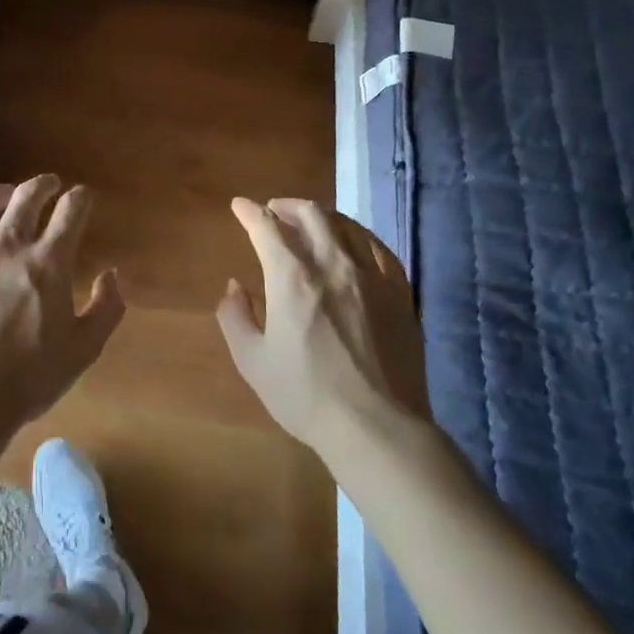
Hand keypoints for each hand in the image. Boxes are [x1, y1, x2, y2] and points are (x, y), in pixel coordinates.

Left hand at [0, 175, 124, 453]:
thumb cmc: (27, 379)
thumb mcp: (83, 350)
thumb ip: (106, 308)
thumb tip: (111, 274)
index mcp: (48, 261)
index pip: (71, 209)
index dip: (81, 198)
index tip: (83, 199)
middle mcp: (8, 244)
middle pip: (28, 194)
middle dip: (44, 185)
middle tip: (49, 187)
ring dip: (3, 191)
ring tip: (8, 195)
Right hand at [217, 198, 429, 461]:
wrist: (377, 428)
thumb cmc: (306, 396)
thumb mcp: (252, 362)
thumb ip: (235, 317)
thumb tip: (235, 287)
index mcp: (291, 277)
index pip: (266, 226)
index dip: (249, 211)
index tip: (240, 206)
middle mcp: (331, 263)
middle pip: (310, 214)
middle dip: (286, 205)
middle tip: (274, 211)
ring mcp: (370, 275)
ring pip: (345, 225)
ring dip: (321, 216)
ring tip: (311, 223)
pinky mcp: (399, 292)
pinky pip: (378, 248)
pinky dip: (358, 236)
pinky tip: (353, 244)